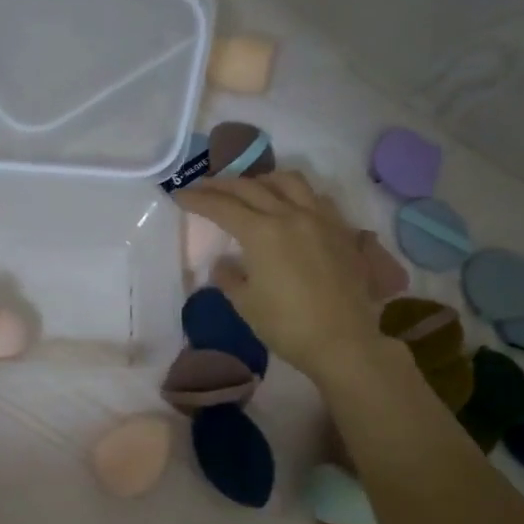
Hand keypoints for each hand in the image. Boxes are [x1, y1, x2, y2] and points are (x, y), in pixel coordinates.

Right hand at [175, 171, 383, 383]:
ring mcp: (321, 219)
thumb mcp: (246, 304)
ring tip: (250, 188)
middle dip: (222, 185)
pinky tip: (290, 207)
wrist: (343, 343)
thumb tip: (224, 263)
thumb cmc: (287, 326)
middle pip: (251, 187)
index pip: (222, 206)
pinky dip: (295, 194)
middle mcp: (291, 215)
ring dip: (262, 180)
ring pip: (289, 181)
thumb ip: (229, 277)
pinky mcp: (342, 231)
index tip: (179, 195)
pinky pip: (316, 198)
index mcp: (262, 232)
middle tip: (204, 187)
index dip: (198, 199)